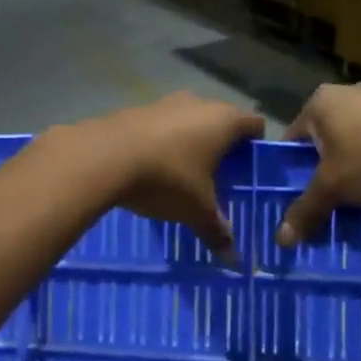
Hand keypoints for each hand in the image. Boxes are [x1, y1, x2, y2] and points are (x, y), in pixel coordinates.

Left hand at [83, 93, 264, 258]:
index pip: (255, 125)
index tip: (250, 172)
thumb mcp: (196, 210)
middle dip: (222, 148)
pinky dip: (163, 143)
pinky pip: (161, 126)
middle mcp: (198, 103)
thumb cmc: (166, 178)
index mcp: (224, 120)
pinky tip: (153, 168)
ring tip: (184, 176)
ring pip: (189, 121)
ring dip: (190, 143)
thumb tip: (232, 258)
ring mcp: (165, 102)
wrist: (103, 157)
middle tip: (219, 179)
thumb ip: (217, 230)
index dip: (256, 147)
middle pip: (221, 122)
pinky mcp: (136, 109)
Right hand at [278, 83, 360, 246]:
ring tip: (358, 194)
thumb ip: (306, 209)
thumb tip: (281, 239)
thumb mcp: (333, 188)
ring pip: (356, 138)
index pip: (293, 138)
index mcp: (321, 102)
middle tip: (327, 197)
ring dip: (354, 163)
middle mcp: (348, 92)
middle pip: (325, 138)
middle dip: (325, 167)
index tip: (297, 194)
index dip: (292, 169)